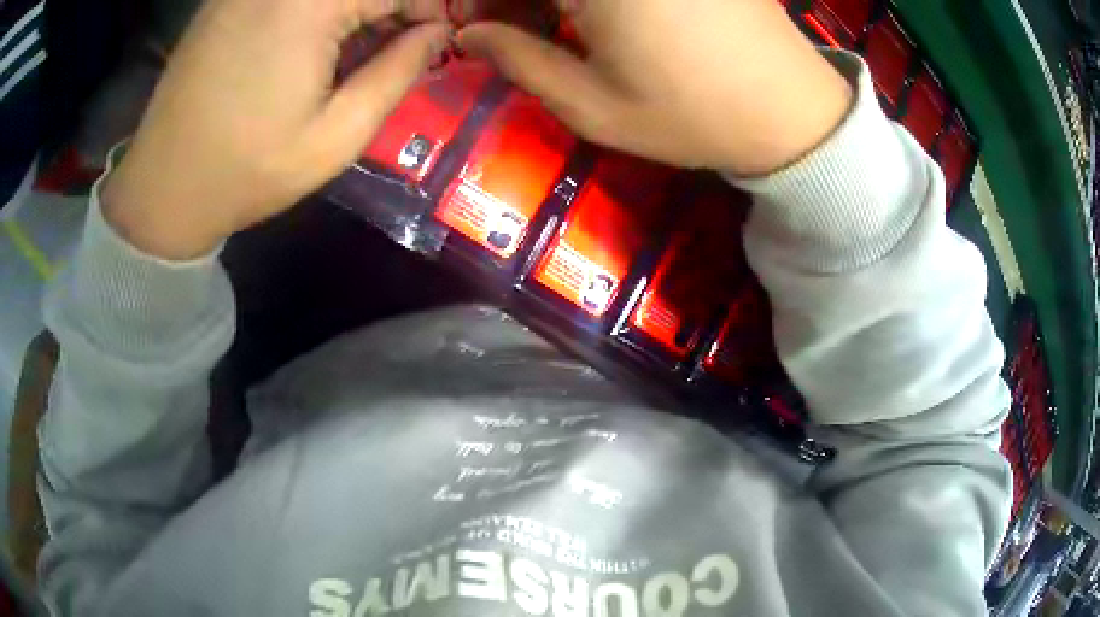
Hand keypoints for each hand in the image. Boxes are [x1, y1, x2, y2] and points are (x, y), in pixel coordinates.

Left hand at [104, 0, 450, 259]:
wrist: (163, 188)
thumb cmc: (247, 171)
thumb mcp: (336, 136)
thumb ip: (398, 72)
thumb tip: (437, 32)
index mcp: (309, 5)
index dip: (430, 7)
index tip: (438, 37)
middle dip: (392, 6)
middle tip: (402, 40)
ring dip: (355, 9)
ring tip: (360, 44)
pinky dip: (318, 9)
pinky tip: (315, 39)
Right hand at [458, 0, 851, 175]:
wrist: (791, 111)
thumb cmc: (692, 114)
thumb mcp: (593, 105)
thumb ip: (520, 61)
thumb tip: (469, 34)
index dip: (478, 1)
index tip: (476, 28)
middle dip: (517, 0)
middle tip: (511, 27)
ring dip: (555, 1)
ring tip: (555, 24)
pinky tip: (597, 15)